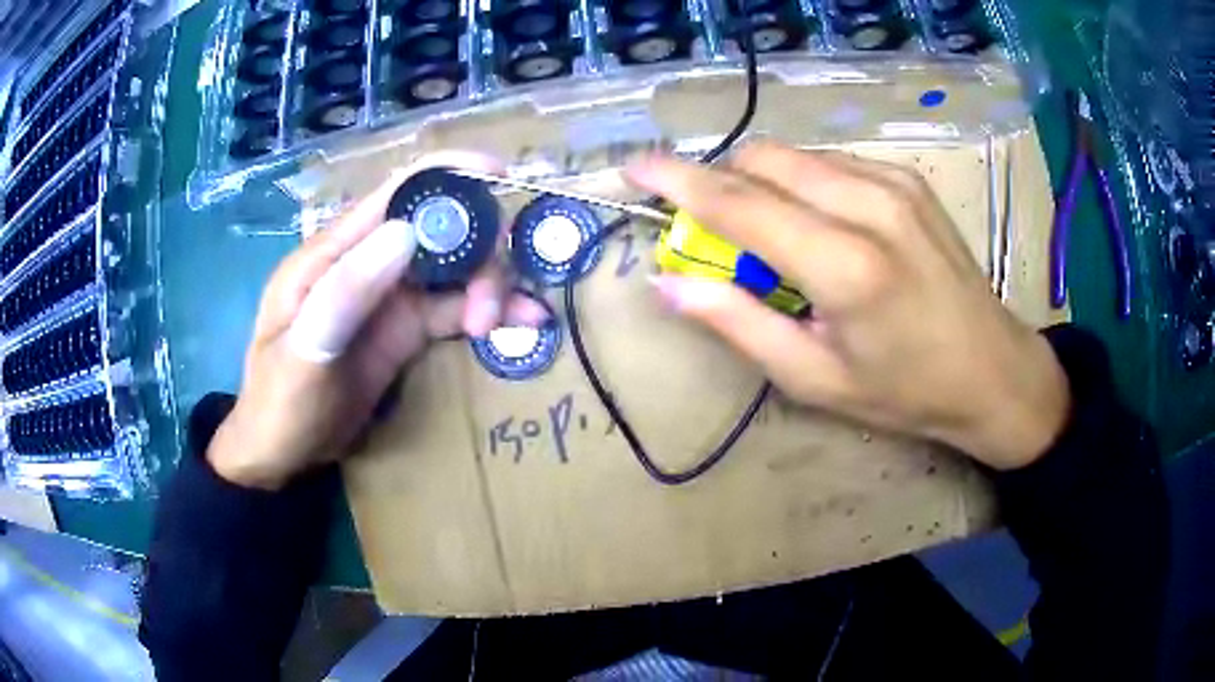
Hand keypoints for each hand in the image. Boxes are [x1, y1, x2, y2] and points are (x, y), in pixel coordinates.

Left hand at [207, 152, 545, 489]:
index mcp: (332, 255)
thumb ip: (346, 294)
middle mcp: (366, 264)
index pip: (394, 195)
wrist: (282, 456)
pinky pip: (455, 308)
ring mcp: (389, 297)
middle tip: (494, 300)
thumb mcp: (302, 355)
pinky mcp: (406, 330)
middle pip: (437, 229)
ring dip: (488, 284)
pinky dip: (488, 310)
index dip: (447, 175)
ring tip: (502, 321)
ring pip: (453, 267)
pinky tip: (520, 323)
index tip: (500, 174)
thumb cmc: (278, 405)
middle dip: (478, 249)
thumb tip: (407, 232)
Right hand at [628, 142, 1069, 469]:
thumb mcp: (814, 378)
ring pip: (794, 156)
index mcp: (846, 266)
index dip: (678, 181)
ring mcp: (893, 182)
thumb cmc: (905, 391)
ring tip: (771, 236)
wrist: (993, 370)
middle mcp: (870, 205)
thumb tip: (668, 282)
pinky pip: (829, 162)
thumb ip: (738, 324)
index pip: (740, 203)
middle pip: (762, 160)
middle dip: (719, 181)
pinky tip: (818, 225)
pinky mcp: (907, 178)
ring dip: (760, 182)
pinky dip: (801, 182)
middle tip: (711, 229)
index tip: (634, 168)